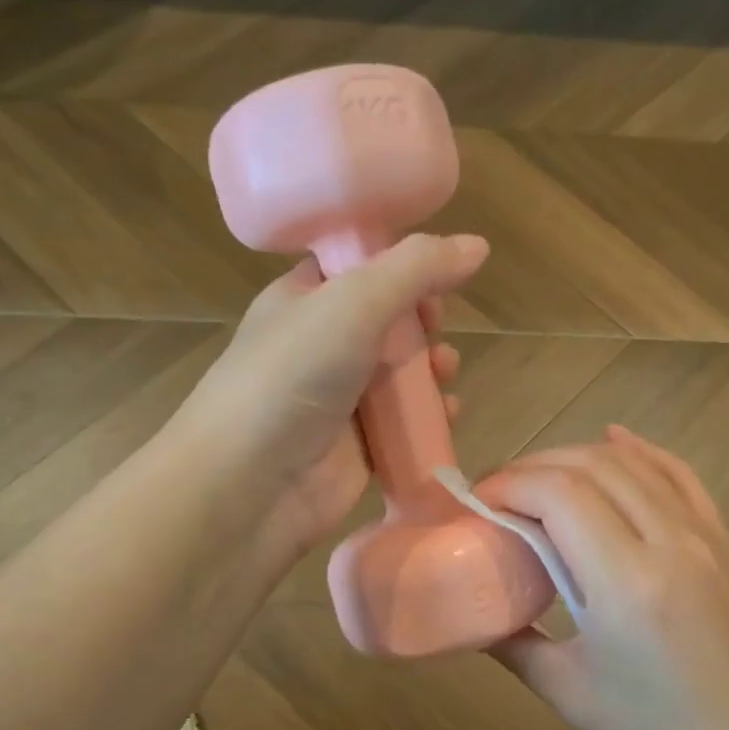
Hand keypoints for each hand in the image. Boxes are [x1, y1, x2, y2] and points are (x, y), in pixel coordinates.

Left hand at [179, 232, 487, 560]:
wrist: (250, 484)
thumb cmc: (293, 377)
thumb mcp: (353, 303)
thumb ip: (417, 269)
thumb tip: (478, 245)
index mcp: (303, 300)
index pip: (356, 268)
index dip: (398, 265)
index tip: (433, 273)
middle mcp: (319, 346)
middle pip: (386, 322)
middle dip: (420, 322)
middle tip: (434, 326)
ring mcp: (338, 400)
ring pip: (400, 376)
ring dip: (431, 370)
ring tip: (445, 372)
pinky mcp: (357, 448)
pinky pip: (404, 425)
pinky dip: (429, 418)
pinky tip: (447, 416)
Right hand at [475, 427, 728, 729]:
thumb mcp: (571, 695)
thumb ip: (515, 644)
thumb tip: (476, 615)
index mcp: (626, 583)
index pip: (558, 495)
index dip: (509, 485)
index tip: (477, 503)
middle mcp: (669, 541)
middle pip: (591, 466)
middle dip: (534, 467)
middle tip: (498, 492)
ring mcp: (706, 535)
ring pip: (634, 463)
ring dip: (578, 457)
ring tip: (540, 476)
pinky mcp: (726, 541)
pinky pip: (680, 476)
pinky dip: (642, 451)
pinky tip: (616, 439)